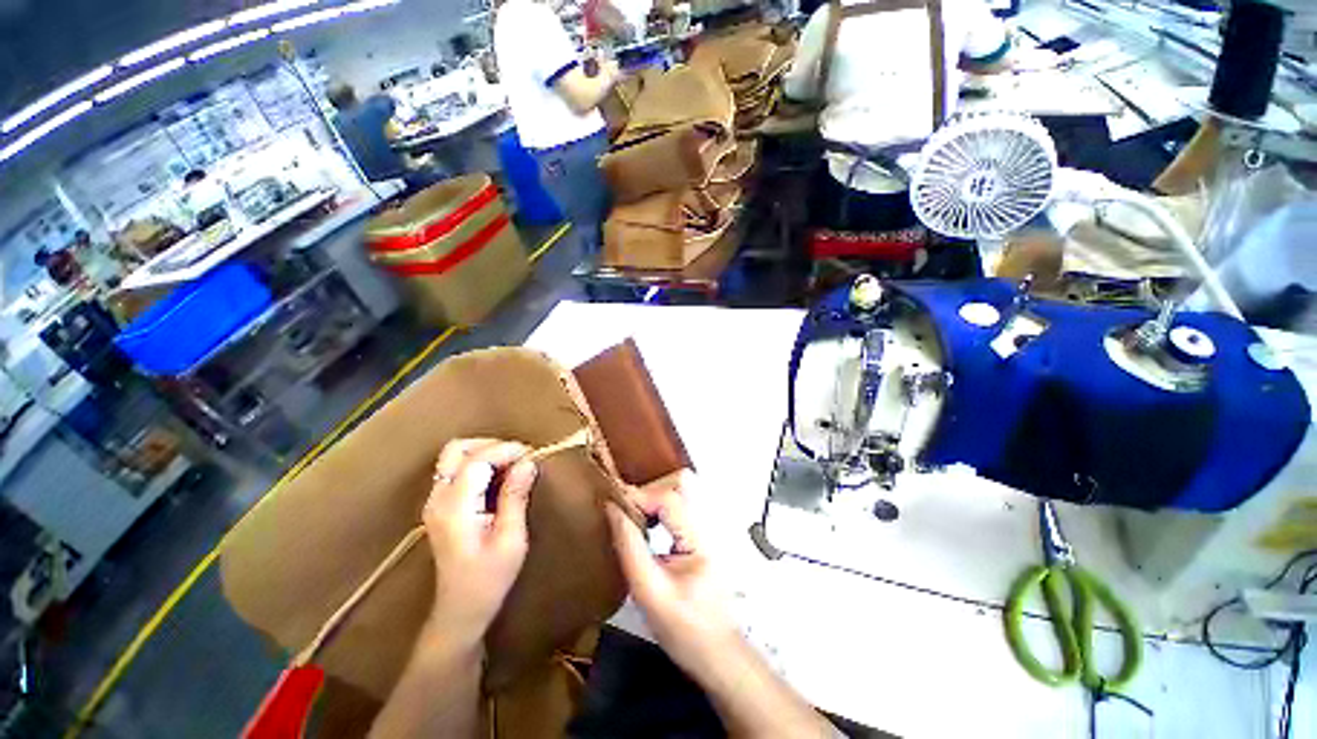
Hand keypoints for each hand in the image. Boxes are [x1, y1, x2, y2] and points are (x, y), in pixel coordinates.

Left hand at [422, 439, 537, 644]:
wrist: (461, 609)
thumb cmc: (489, 579)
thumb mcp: (510, 539)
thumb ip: (515, 497)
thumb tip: (528, 463)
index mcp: (454, 509)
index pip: (476, 461)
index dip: (505, 451)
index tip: (531, 454)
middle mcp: (438, 500)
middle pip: (456, 450)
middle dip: (491, 445)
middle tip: (520, 456)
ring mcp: (435, 502)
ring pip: (454, 456)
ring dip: (485, 452)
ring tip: (513, 464)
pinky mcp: (440, 506)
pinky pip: (457, 470)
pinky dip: (480, 463)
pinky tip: (500, 475)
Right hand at [605, 470, 738, 677]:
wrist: (717, 653)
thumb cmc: (685, 630)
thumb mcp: (650, 592)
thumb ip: (630, 548)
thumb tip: (613, 511)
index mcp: (699, 538)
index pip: (669, 499)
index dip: (639, 495)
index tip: (612, 503)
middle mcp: (706, 526)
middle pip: (674, 490)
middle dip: (644, 494)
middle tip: (619, 508)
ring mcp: (705, 531)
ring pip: (675, 497)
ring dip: (649, 500)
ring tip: (627, 514)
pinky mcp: (700, 538)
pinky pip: (675, 511)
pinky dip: (655, 511)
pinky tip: (643, 525)